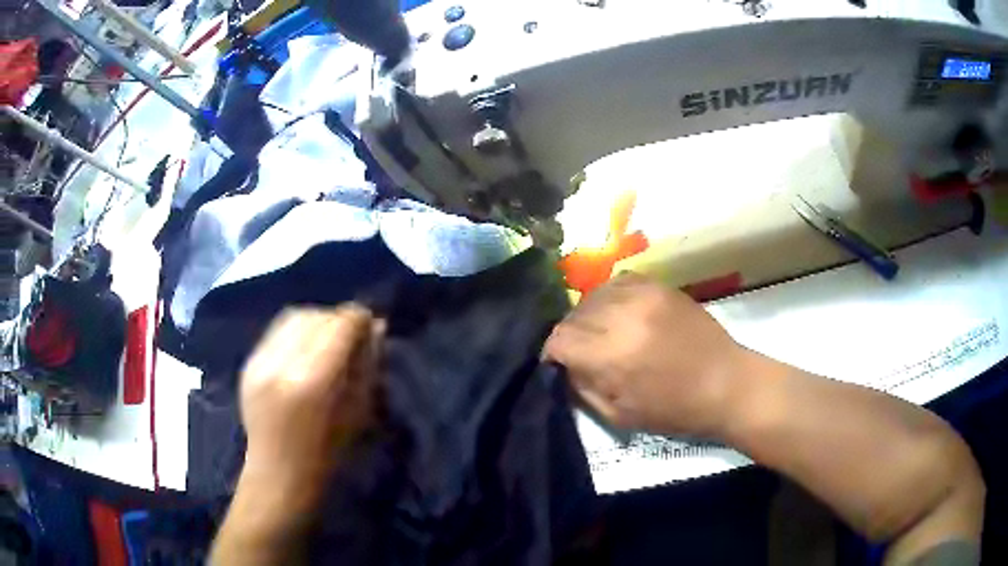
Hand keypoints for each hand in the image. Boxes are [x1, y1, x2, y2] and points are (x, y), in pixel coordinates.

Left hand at [239, 304, 383, 494]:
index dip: (359, 319)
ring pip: (294, 317)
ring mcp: (260, 362)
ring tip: (327, 339)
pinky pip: (276, 331)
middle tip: (351, 335)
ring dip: (317, 321)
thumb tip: (376, 327)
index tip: (371, 324)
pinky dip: (296, 332)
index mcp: (313, 382)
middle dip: (338, 320)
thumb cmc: (328, 455)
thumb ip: (367, 366)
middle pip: (316, 317)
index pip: (340, 326)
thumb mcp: (358, 413)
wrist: (278, 474)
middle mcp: (282, 364)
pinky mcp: (248, 363)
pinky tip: (304, 349)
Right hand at [544, 273, 747, 437]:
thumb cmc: (674, 410)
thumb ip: (583, 389)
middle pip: (573, 316)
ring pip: (592, 296)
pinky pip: (618, 282)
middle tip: (582, 353)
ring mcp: (643, 295)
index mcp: (612, 355)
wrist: (726, 383)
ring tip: (601, 333)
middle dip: (570, 336)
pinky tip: (618, 313)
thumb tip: (563, 367)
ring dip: (588, 316)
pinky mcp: (659, 286)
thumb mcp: (619, 416)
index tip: (559, 363)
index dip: (552, 353)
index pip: (559, 339)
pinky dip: (609, 297)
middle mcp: (623, 317)